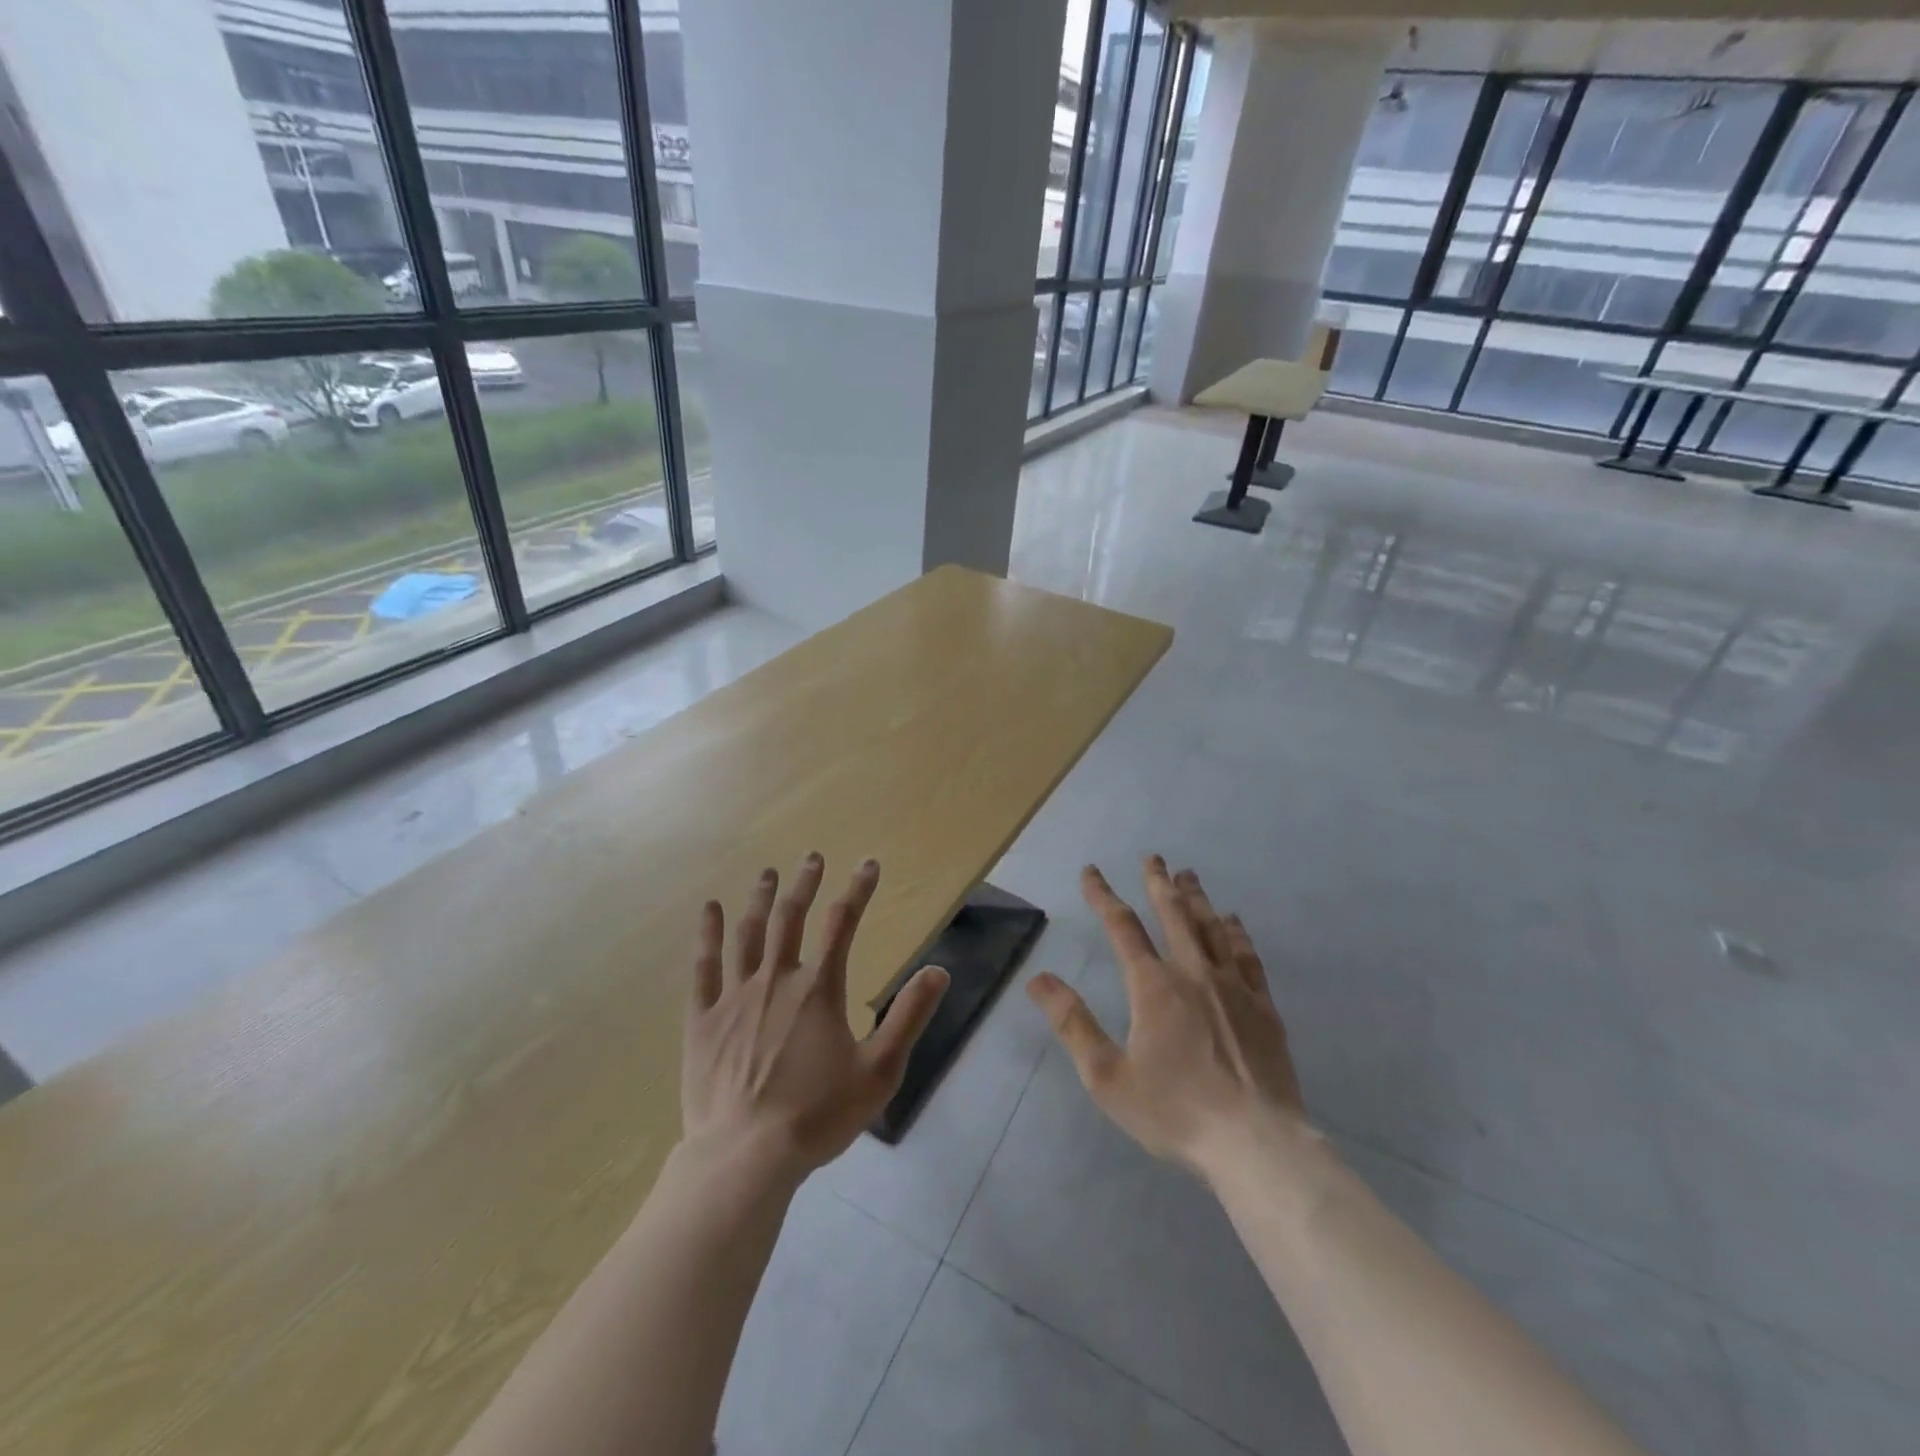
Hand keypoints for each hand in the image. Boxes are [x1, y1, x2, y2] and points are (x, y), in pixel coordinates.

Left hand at [683, 853, 948, 1180]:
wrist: (745, 1158)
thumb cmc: (817, 1115)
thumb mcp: (879, 1071)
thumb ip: (909, 1017)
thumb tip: (939, 971)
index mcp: (818, 989)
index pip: (844, 923)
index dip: (858, 890)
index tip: (868, 864)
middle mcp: (776, 980)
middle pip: (792, 917)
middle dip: (805, 883)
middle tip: (812, 857)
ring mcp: (735, 997)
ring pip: (749, 934)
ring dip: (760, 899)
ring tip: (767, 873)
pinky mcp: (702, 1019)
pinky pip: (704, 966)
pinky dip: (708, 935)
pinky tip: (710, 910)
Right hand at [1027, 857, 1306, 1179]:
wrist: (1255, 1142)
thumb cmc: (1175, 1111)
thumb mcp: (1107, 1075)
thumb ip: (1073, 1023)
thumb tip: (1038, 978)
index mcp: (1153, 986)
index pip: (1122, 927)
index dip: (1103, 895)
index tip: (1091, 871)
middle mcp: (1193, 973)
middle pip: (1173, 915)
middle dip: (1158, 883)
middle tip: (1153, 857)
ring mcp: (1233, 987)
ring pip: (1211, 927)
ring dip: (1196, 898)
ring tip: (1188, 875)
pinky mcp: (1263, 1007)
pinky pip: (1246, 955)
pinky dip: (1235, 932)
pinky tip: (1232, 921)